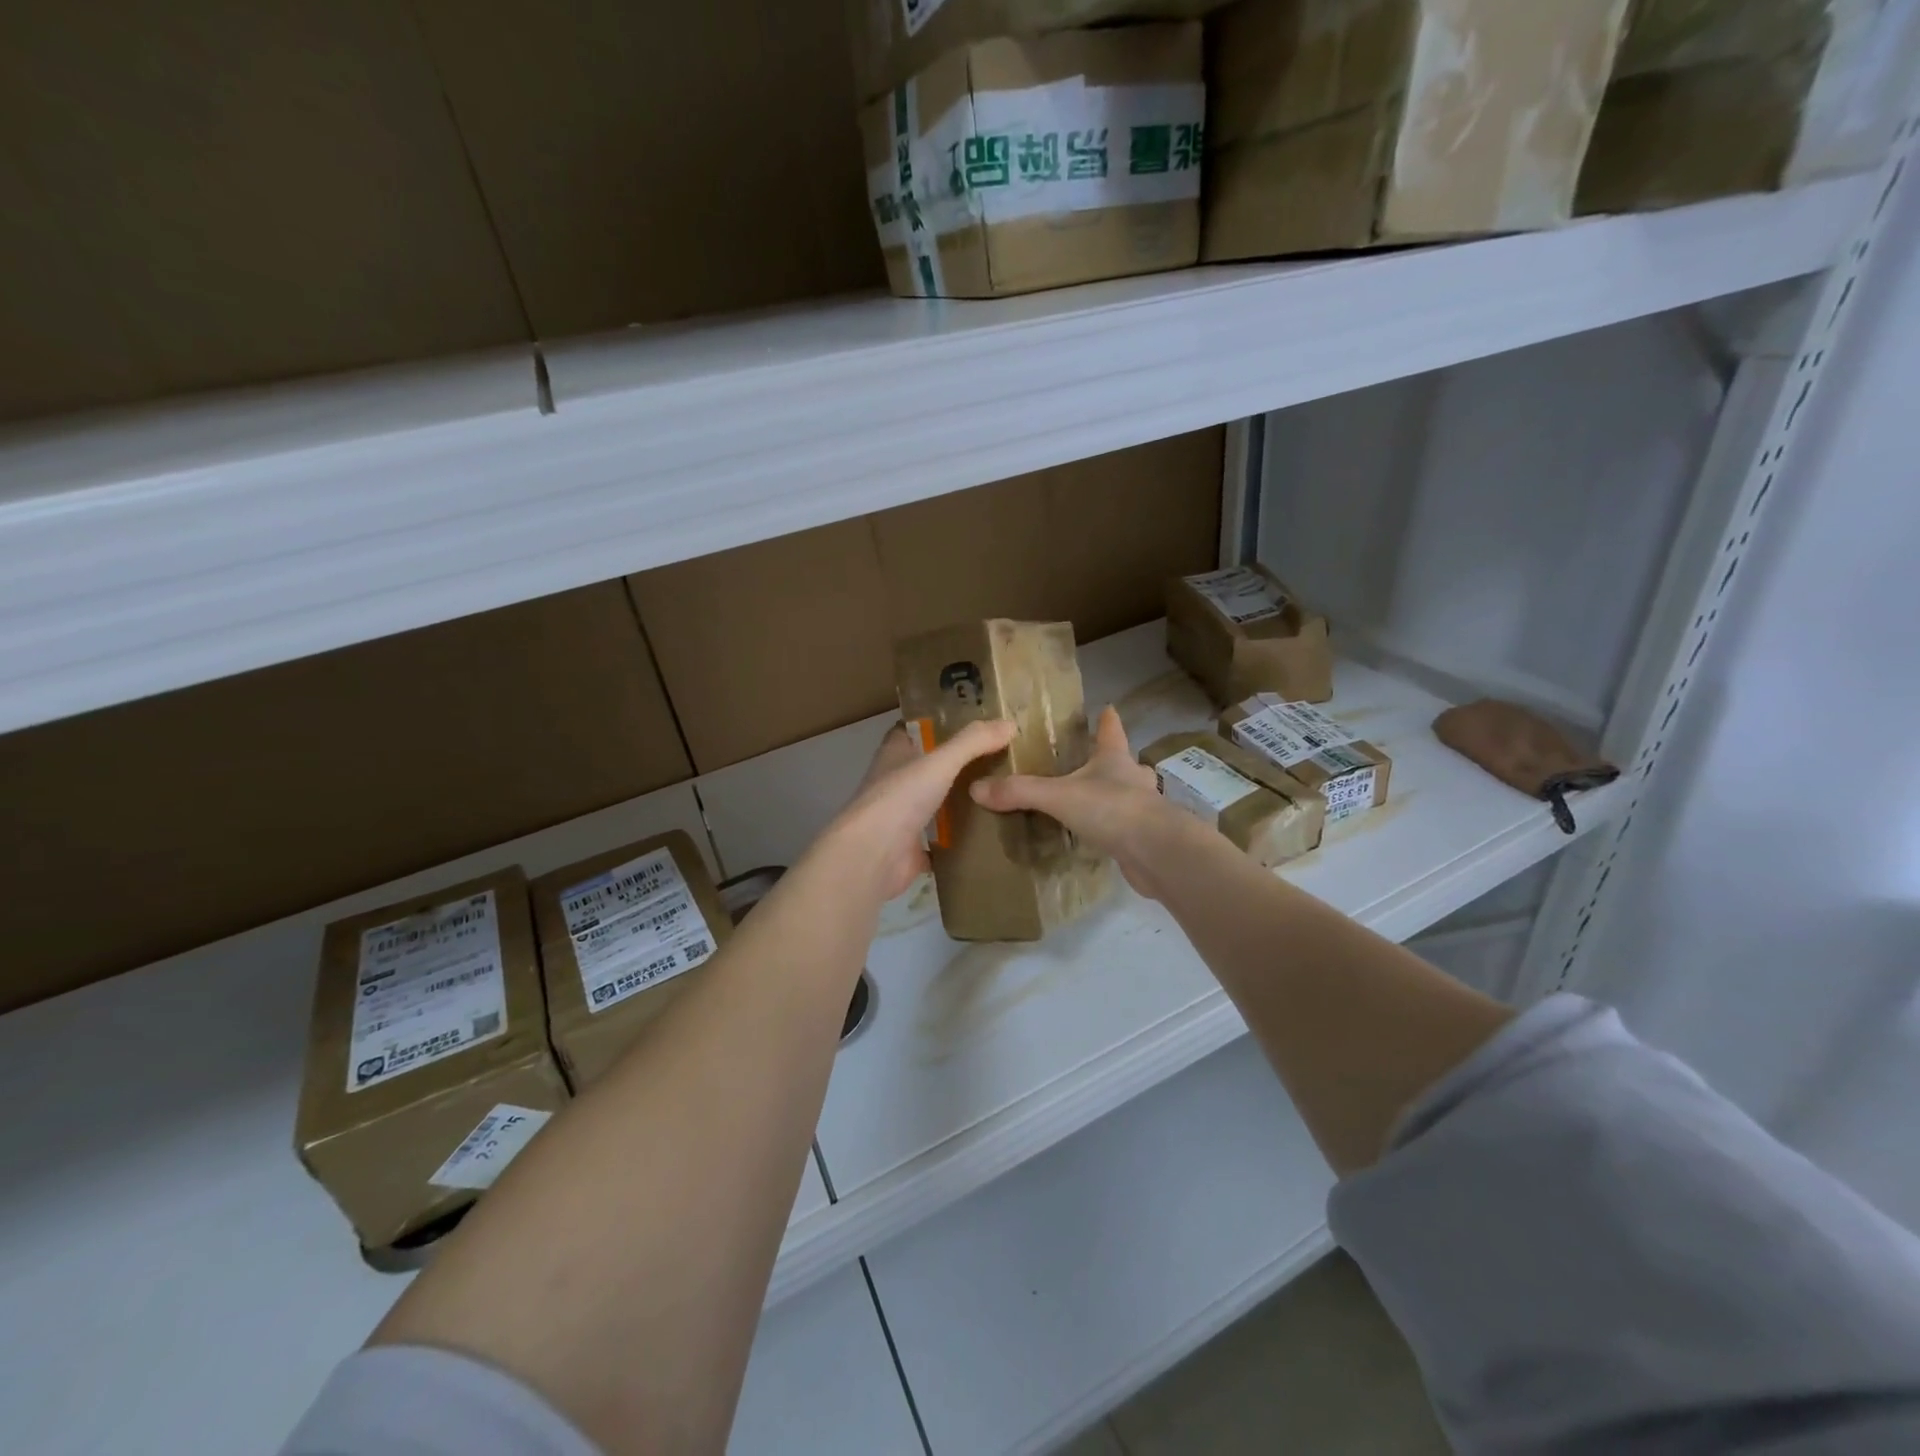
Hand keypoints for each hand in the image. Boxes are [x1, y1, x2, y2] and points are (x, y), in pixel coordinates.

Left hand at [829, 718, 1018, 900]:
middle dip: (957, 764)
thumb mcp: (940, 762)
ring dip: (961, 801)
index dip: (936, 724)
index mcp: (894, 755)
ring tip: (1002, 794)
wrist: (873, 856)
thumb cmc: (899, 798)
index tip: (970, 722)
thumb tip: (1010, 724)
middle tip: (999, 759)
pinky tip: (989, 833)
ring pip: (936, 803)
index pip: (913, 730)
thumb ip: (973, 742)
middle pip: (929, 768)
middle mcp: (895, 783)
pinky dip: (960, 838)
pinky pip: (942, 840)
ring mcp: (902, 818)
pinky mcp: (911, 849)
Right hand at [970, 706, 1183, 897]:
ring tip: (1090, 802)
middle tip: (1089, 764)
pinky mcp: (1144, 838)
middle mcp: (1132, 778)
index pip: (1111, 730)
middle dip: (1109, 761)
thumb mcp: (1058, 796)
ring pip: (1127, 795)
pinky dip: (1112, 828)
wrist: (1157, 852)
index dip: (1107, 719)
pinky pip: (1124, 827)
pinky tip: (1098, 837)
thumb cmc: (1112, 809)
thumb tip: (976, 788)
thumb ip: (1020, 792)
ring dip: (1113, 796)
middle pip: (1123, 762)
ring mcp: (1143, 809)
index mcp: (1114, 759)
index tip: (1107, 708)